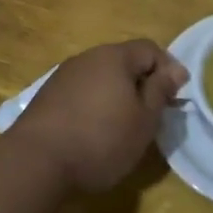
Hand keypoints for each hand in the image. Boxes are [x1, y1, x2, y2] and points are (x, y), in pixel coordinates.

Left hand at [13, 40, 188, 192]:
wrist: (36, 163)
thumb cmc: (101, 139)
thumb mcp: (144, 119)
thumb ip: (161, 90)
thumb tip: (176, 69)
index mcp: (115, 56)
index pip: (150, 49)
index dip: (168, 69)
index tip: (175, 98)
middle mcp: (87, 57)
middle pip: (123, 61)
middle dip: (141, 83)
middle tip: (151, 114)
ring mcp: (63, 76)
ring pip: (101, 77)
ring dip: (116, 95)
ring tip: (123, 126)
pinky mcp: (46, 97)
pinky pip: (81, 92)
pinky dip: (94, 105)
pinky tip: (94, 132)